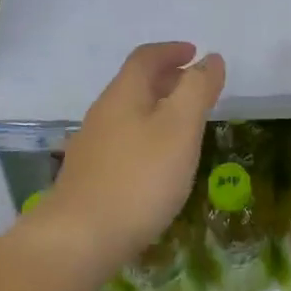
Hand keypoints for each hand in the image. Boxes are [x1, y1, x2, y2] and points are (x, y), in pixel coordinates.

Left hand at [41, 42, 224, 277]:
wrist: (79, 239)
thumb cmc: (139, 178)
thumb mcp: (180, 128)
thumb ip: (197, 90)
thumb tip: (210, 58)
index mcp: (124, 94)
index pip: (146, 58)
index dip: (171, 51)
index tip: (195, 53)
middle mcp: (103, 112)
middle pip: (135, 83)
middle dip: (166, 78)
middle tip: (195, 87)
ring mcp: (92, 145)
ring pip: (128, 113)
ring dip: (156, 108)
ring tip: (183, 124)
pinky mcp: (89, 175)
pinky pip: (123, 140)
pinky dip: (146, 135)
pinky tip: (157, 162)